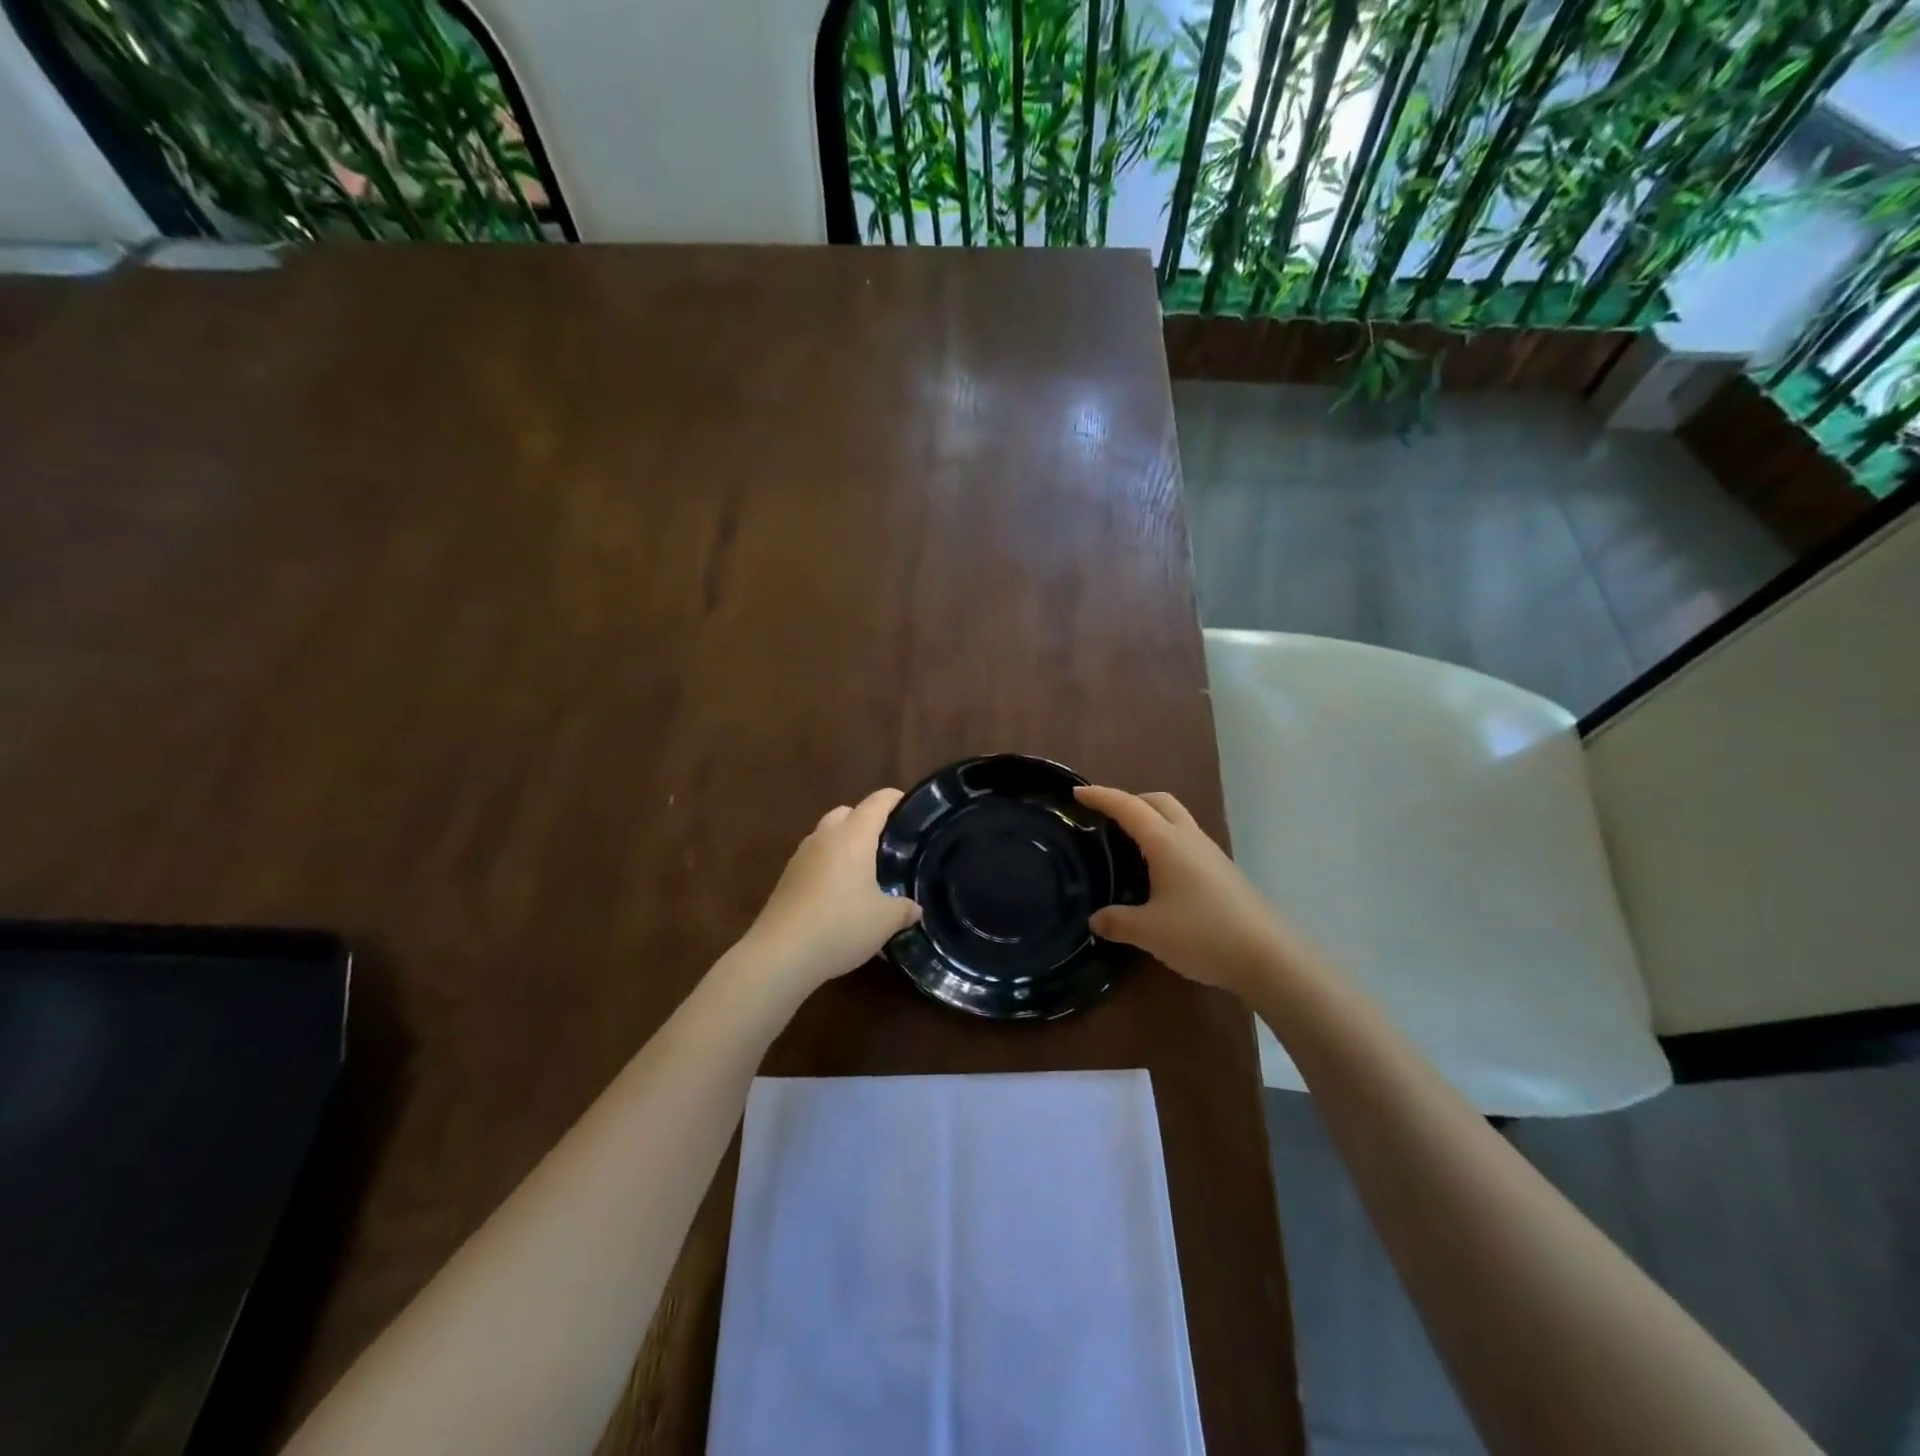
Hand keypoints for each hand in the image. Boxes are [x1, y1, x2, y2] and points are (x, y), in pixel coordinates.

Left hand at [740, 788, 921, 994]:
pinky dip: (829, 864)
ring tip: (865, 870)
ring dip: (845, 843)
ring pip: (827, 835)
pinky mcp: (786, 878)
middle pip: (847, 812)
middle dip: (867, 820)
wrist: (781, 954)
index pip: (878, 802)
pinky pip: (814, 858)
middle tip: (888, 844)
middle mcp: (825, 837)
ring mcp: (801, 856)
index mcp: (853, 836)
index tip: (912, 807)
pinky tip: (840, 892)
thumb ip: (904, 909)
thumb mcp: (885, 921)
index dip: (896, 799)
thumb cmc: (841, 926)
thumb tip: (914, 908)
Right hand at [1076, 785, 1291, 998]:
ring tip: (1128, 845)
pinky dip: (1166, 842)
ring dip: (1151, 821)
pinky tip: (1157, 874)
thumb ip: (1117, 922)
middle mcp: (1189, 839)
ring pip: (1176, 820)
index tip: (1077, 792)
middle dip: (1130, 800)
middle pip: (1158, 802)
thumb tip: (1095, 919)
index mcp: (1166, 842)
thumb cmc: (1203, 934)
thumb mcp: (1149, 932)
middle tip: (1106, 818)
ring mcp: (1210, 854)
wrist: (1268, 957)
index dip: (1101, 797)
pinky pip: (1187, 842)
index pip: (1128, 807)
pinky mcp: (1222, 872)